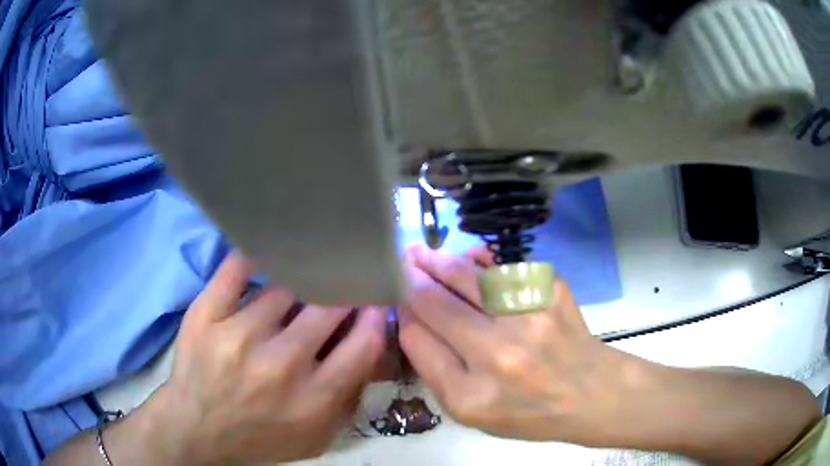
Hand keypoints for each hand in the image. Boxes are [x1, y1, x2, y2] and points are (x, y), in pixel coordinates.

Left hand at [151, 253, 386, 464]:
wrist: (197, 431)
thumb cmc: (261, 437)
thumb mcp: (317, 436)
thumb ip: (348, 396)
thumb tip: (366, 344)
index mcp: (313, 398)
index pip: (363, 343)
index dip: (375, 316)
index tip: (374, 302)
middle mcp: (280, 364)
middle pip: (327, 308)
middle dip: (342, 294)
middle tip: (341, 287)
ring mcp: (238, 335)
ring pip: (284, 287)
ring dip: (299, 285)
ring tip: (300, 282)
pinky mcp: (205, 315)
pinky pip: (236, 269)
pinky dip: (254, 257)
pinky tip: (265, 255)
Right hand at [398, 246, 636, 445]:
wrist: (590, 393)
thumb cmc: (528, 411)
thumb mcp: (472, 414)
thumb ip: (437, 371)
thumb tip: (413, 320)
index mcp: (471, 396)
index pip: (418, 341)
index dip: (403, 314)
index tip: (396, 298)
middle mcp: (498, 355)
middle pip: (436, 304)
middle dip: (412, 279)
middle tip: (401, 263)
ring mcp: (528, 318)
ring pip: (467, 277)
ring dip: (439, 262)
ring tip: (422, 253)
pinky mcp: (551, 291)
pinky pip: (503, 266)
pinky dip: (480, 260)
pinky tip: (469, 259)